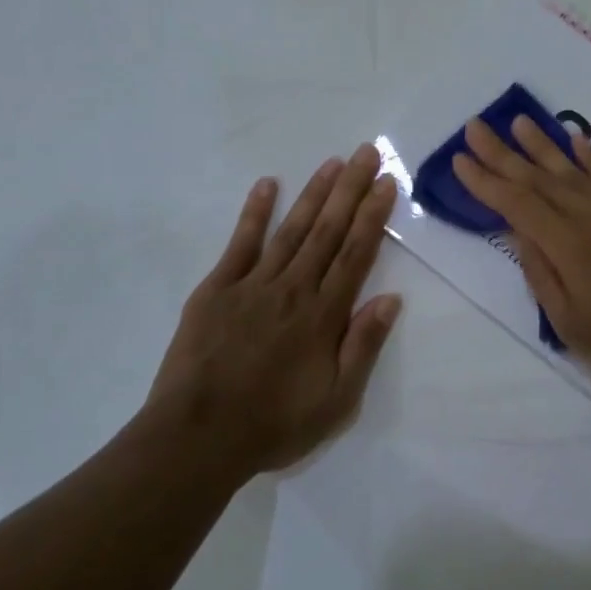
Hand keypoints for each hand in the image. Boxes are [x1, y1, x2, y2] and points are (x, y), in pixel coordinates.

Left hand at [141, 143, 401, 475]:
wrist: (198, 437)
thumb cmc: (275, 423)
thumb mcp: (337, 400)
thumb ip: (363, 345)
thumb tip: (392, 298)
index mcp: (325, 314)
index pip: (356, 253)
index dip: (373, 215)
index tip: (386, 182)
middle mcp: (295, 288)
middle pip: (329, 230)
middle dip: (350, 189)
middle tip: (366, 152)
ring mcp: (253, 284)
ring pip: (292, 229)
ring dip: (314, 194)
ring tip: (332, 162)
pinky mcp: (217, 289)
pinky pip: (240, 243)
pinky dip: (254, 213)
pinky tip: (266, 185)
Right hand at [451, 116, 590, 394]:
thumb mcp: (570, 323)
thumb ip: (541, 273)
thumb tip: (519, 232)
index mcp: (569, 246)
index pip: (517, 204)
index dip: (486, 182)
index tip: (460, 160)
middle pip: (539, 178)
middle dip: (503, 153)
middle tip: (475, 126)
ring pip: (572, 169)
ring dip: (542, 145)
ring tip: (518, 122)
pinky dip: (589, 155)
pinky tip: (574, 139)